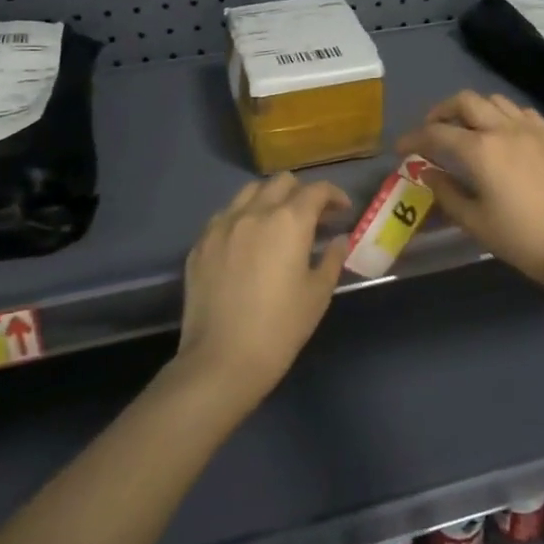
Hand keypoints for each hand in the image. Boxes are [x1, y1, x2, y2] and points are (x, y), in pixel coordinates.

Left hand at [178, 174, 351, 406]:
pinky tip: (248, 242)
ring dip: (270, 199)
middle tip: (313, 218)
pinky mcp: (200, 243)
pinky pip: (225, 215)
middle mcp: (254, 212)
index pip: (316, 191)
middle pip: (282, 182)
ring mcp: (222, 225)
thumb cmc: (280, 328)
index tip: (342, 211)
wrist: (221, 360)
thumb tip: (339, 240)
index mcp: (288, 221)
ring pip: (250, 192)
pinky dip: (243, 217)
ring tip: (278, 223)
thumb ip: (331, 259)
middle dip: (302, 193)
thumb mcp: (317, 294)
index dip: (334, 195)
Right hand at [397, 91, 543, 291]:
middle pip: (465, 101)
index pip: (436, 133)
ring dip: (474, 110)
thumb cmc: (521, 239)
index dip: (413, 138)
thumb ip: (446, 193)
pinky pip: (523, 113)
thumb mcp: (475, 222)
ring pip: (495, 101)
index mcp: (480, 150)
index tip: (402, 148)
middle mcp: (504, 129)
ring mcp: (533, 130)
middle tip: (433, 132)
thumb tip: (429, 173)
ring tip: (467, 131)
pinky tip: (504, 136)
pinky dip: (504, 116)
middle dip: (442, 112)